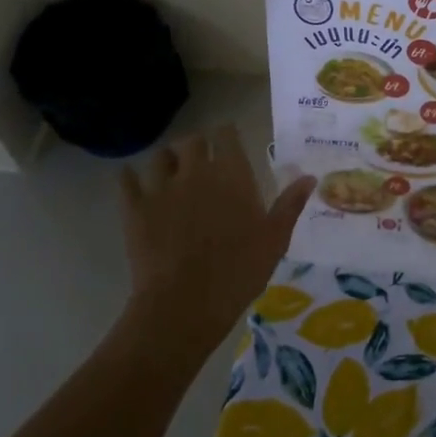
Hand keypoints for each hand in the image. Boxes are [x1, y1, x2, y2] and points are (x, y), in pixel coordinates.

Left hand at [119, 126, 315, 365]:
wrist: (186, 302)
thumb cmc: (239, 269)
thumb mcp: (275, 238)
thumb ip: (290, 204)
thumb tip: (309, 177)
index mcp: (232, 173)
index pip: (226, 134)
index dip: (227, 135)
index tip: (229, 142)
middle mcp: (196, 170)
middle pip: (192, 140)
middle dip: (198, 145)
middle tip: (202, 161)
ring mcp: (161, 187)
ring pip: (160, 156)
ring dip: (168, 160)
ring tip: (172, 172)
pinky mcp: (135, 207)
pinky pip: (126, 180)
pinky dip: (130, 178)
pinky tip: (134, 183)